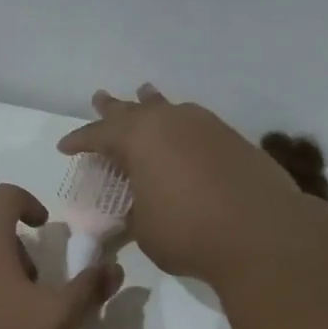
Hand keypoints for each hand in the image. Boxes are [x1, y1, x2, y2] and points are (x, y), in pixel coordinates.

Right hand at [59, 86, 320, 282]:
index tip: (65, 146)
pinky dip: (180, 126)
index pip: (100, 135)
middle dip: (114, 109)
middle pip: (134, 111)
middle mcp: (171, 122)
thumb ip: (133, 211)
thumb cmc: (189, 232)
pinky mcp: (233, 140)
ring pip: (169, 109)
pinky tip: (182, 131)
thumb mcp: (144, 228)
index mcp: (139, 139)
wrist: (262, 233)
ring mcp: (206, 127)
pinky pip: (195, 124)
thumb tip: (135, 208)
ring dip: (152, 105)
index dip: (80, 141)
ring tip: (144, 94)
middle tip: (100, 98)